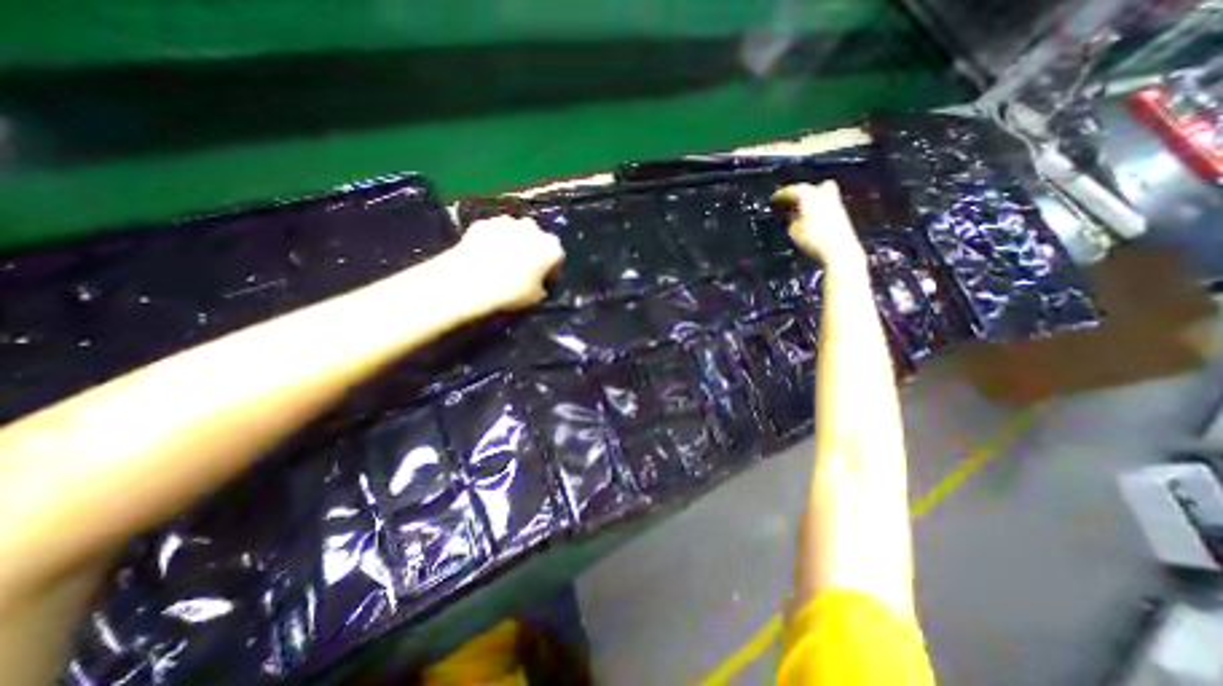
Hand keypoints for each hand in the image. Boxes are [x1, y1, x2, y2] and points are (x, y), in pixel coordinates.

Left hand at [448, 214, 565, 315]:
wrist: (471, 280)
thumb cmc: (512, 291)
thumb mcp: (536, 298)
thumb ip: (541, 289)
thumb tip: (538, 287)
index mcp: (551, 247)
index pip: (557, 258)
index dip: (551, 271)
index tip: (545, 281)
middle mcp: (533, 228)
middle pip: (537, 240)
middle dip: (533, 252)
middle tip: (524, 269)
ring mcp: (507, 222)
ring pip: (515, 233)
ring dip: (513, 244)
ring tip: (503, 261)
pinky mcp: (483, 222)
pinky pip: (493, 233)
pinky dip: (492, 242)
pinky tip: (485, 256)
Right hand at [777, 180, 862, 265]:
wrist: (839, 249)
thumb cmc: (812, 238)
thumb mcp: (793, 230)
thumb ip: (792, 219)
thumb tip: (793, 214)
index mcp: (809, 195)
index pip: (792, 190)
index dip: (781, 194)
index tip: (774, 198)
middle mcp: (824, 194)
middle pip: (813, 187)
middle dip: (802, 192)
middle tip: (792, 201)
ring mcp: (835, 203)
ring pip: (822, 195)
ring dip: (812, 200)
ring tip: (801, 210)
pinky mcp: (842, 215)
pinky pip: (827, 206)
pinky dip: (818, 209)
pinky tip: (811, 219)